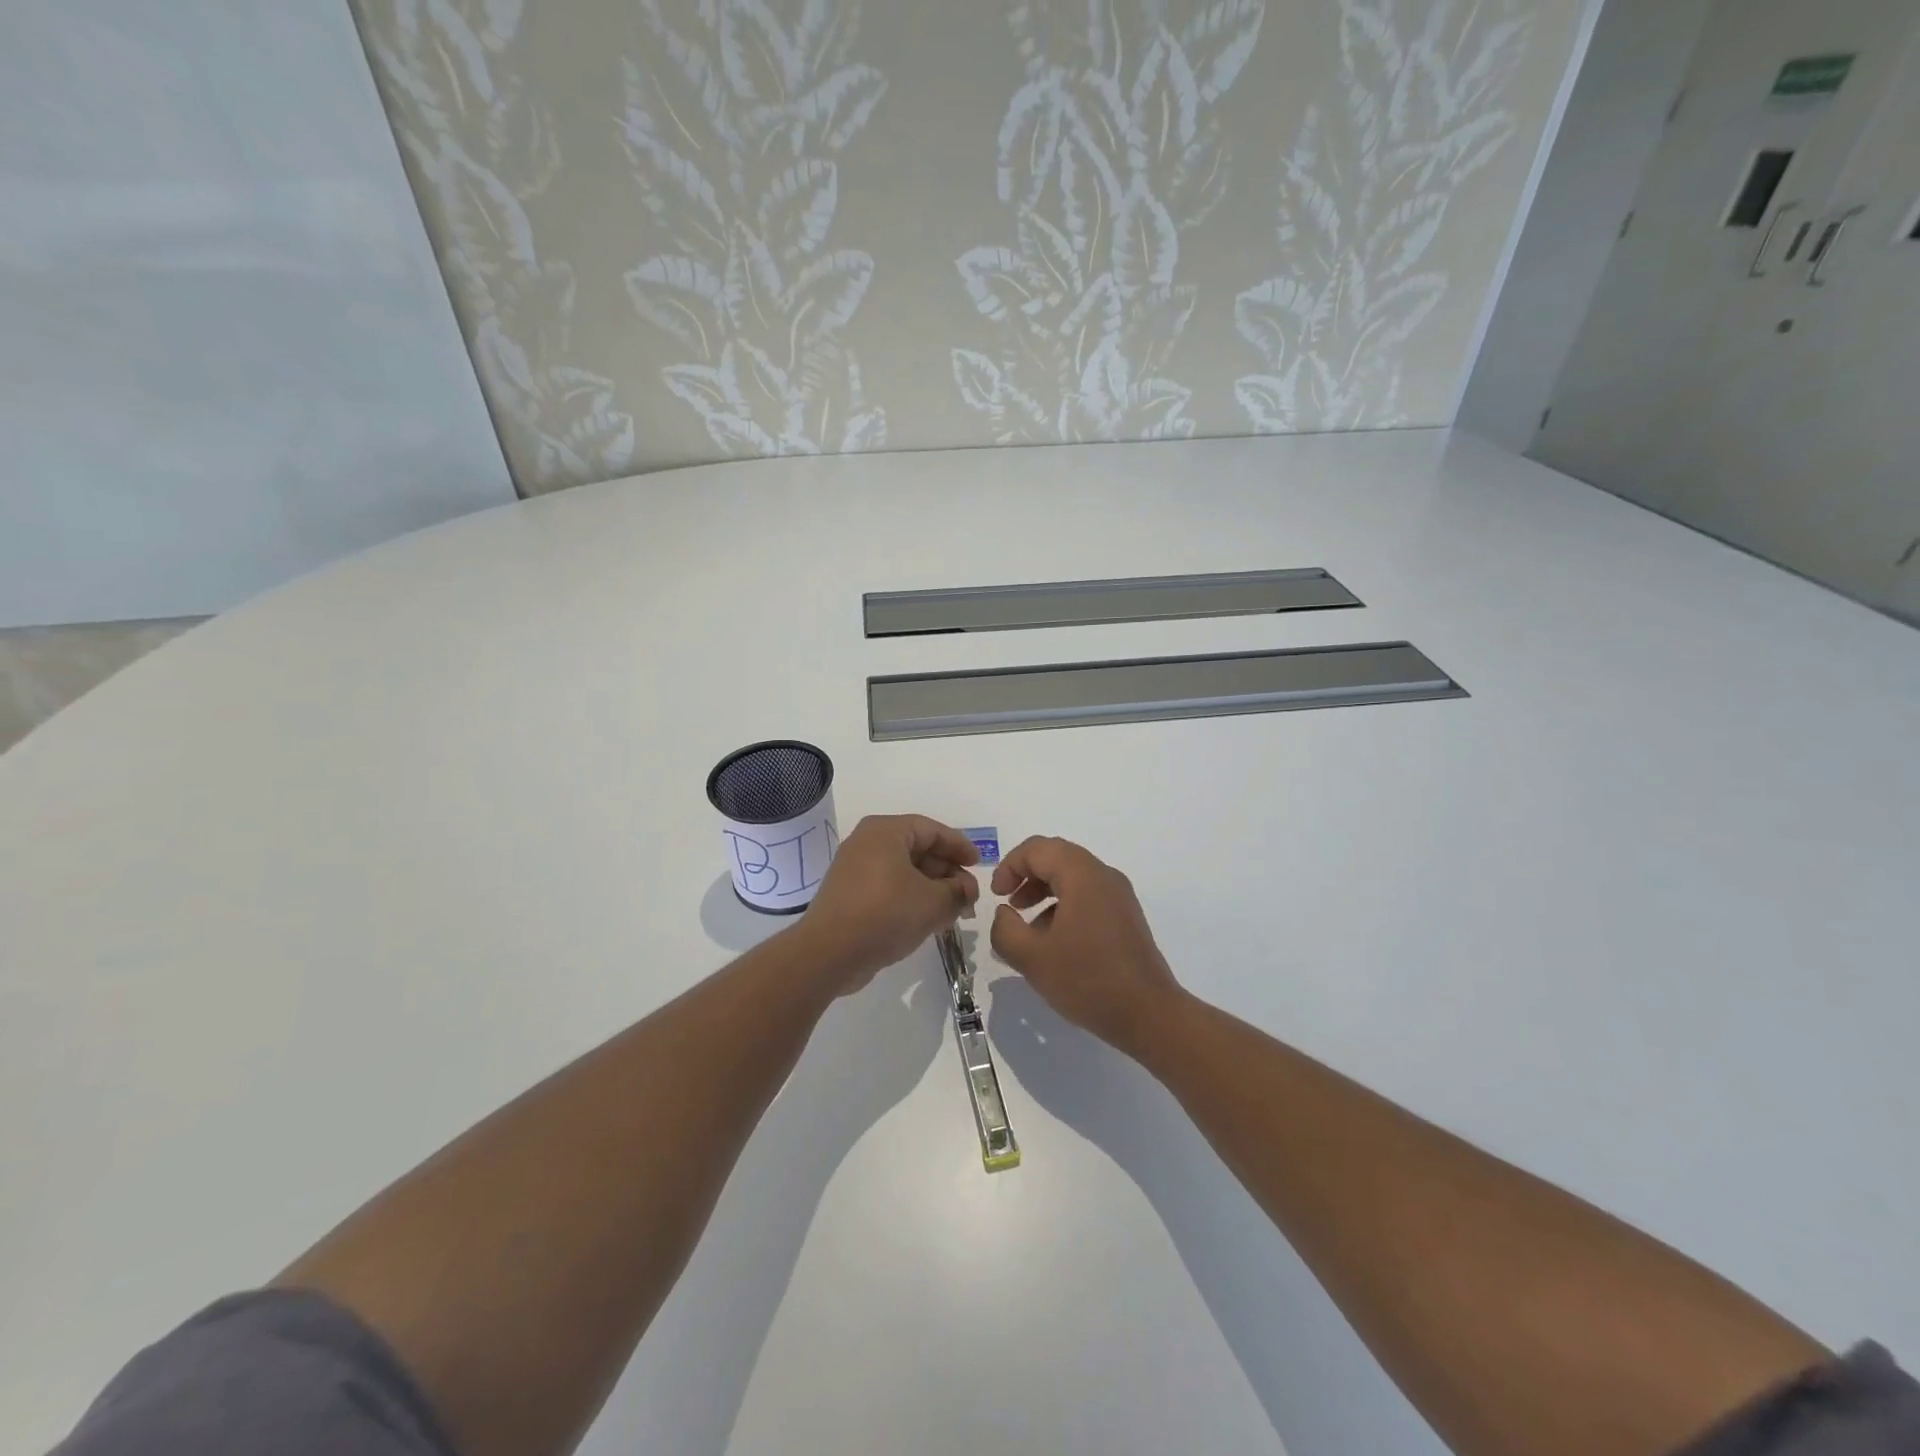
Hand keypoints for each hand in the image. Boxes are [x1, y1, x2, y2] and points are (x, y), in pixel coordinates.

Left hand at [796, 815, 979, 993]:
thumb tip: (968, 889)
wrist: (829, 953)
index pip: (931, 830)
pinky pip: (888, 887)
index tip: (979, 864)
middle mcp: (867, 843)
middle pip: (917, 849)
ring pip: (904, 871)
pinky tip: (929, 919)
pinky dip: (911, 898)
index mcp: (885, 831)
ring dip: (932, 888)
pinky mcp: (849, 895)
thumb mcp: (933, 902)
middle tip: (969, 894)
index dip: (959, 846)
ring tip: (954, 910)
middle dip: (947, 872)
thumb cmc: (885, 914)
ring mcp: (855, 869)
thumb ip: (958, 891)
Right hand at [989, 836, 1183, 1060]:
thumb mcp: (1032, 958)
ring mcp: (1119, 896)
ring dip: (1044, 891)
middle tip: (1008, 904)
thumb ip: (1005, 929)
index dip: (1009, 866)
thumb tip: (1004, 914)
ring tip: (1027, 926)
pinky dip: (1064, 905)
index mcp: (1082, 875)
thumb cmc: (1088, 980)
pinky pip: (1088, 895)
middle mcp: (1104, 876)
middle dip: (1026, 876)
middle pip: (1056, 857)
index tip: (996, 896)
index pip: (1037, 849)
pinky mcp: (1126, 917)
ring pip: (1073, 877)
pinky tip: (1054, 941)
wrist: (1149, 1015)